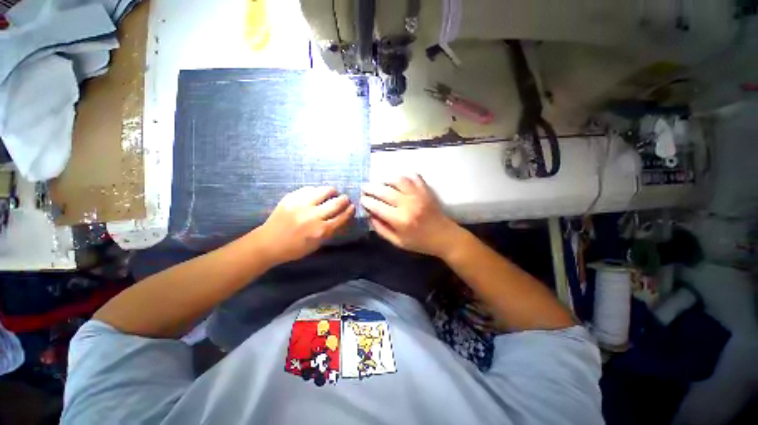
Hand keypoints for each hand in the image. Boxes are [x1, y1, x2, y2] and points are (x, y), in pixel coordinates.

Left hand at [256, 186, 354, 264]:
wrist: (268, 243)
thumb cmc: (295, 248)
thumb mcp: (317, 244)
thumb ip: (330, 230)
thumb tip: (342, 217)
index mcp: (321, 231)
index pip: (341, 217)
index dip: (349, 211)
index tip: (352, 206)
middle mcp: (313, 216)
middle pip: (336, 203)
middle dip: (344, 200)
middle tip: (345, 198)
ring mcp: (301, 205)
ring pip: (323, 191)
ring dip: (332, 191)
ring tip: (333, 192)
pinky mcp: (291, 198)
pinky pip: (308, 188)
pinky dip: (315, 190)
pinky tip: (316, 193)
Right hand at [361, 174, 462, 257]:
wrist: (445, 237)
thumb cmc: (420, 242)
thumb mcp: (398, 242)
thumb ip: (382, 229)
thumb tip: (370, 215)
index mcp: (400, 220)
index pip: (377, 206)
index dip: (367, 201)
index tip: (362, 199)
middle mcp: (408, 204)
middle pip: (384, 191)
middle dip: (371, 188)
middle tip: (365, 187)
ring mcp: (418, 195)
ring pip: (398, 180)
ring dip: (386, 180)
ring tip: (381, 183)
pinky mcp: (426, 190)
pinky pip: (414, 176)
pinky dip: (404, 176)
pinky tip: (399, 180)